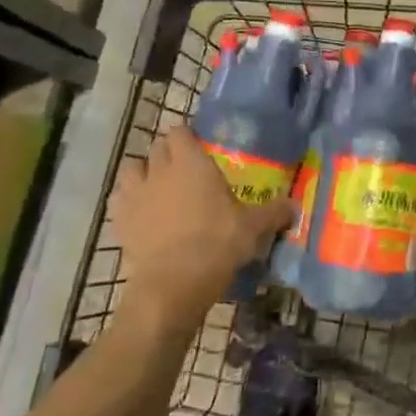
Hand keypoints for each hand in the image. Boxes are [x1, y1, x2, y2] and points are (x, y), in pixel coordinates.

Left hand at [106, 128, 294, 335]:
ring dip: (143, 172)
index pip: (180, 131)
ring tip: (158, 187)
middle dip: (168, 153)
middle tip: (186, 169)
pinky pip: (120, 198)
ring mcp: (135, 194)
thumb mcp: (253, 227)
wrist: (173, 284)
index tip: (200, 147)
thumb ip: (274, 212)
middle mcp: (160, 170)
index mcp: (191, 162)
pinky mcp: (119, 220)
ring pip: (132, 169)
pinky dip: (128, 200)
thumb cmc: (217, 244)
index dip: (188, 136)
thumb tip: (295, 207)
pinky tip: (142, 212)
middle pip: (157, 147)